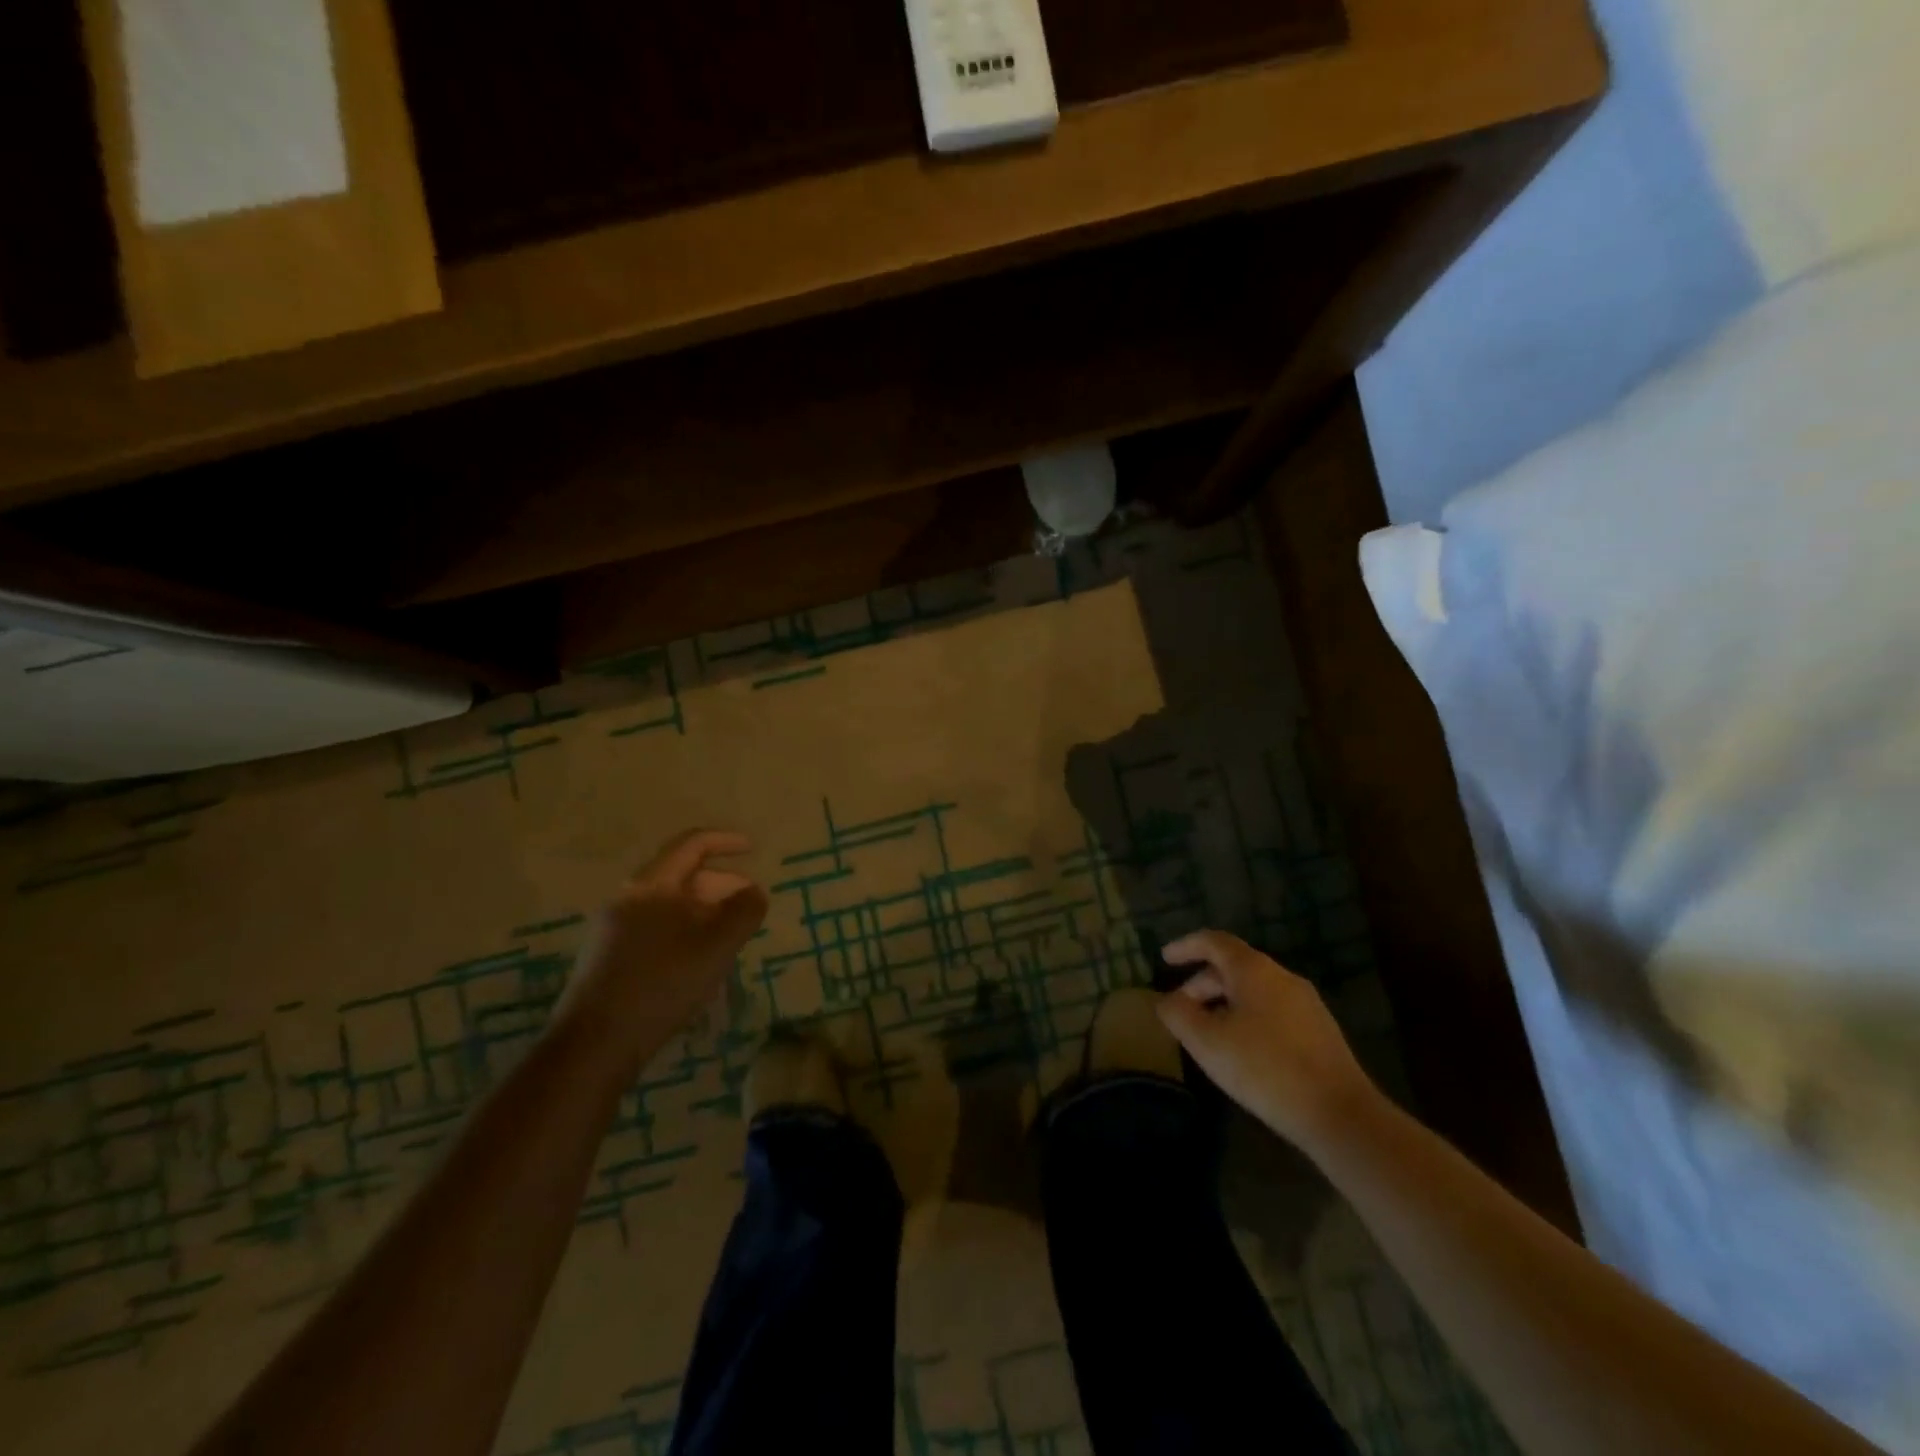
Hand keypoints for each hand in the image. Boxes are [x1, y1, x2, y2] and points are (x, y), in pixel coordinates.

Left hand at [553, 830, 769, 1075]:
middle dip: (721, 885)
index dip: (725, 841)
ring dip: (704, 912)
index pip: (692, 845)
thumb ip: (744, 912)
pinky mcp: (608, 958)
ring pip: (669, 906)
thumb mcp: (717, 946)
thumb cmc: (662, 984)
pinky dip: (684, 931)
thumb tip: (754, 892)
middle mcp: (628, 899)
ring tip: (729, 938)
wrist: (594, 1044)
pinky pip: (655, 928)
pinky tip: (697, 962)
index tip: (753, 848)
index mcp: (651, 885)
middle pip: (682, 876)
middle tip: (749, 907)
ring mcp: (613, 929)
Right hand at [1157, 929, 1382, 1156]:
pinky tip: (1241, 1049)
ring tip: (1207, 1032)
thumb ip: (1178, 1015)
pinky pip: (1272, 1009)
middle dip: (1202, 983)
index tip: (1164, 959)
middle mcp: (1282, 976)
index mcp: (1253, 970)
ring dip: (1224, 1002)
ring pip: (1254, 990)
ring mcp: (1306, 1003)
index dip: (1186, 946)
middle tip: (1180, 1008)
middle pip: (1234, 966)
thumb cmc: (1265, 1068)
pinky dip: (1247, 1016)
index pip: (1214, 942)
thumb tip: (1166, 1000)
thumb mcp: (1207, 1043)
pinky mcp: (1319, 1030)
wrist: (1340, 1114)